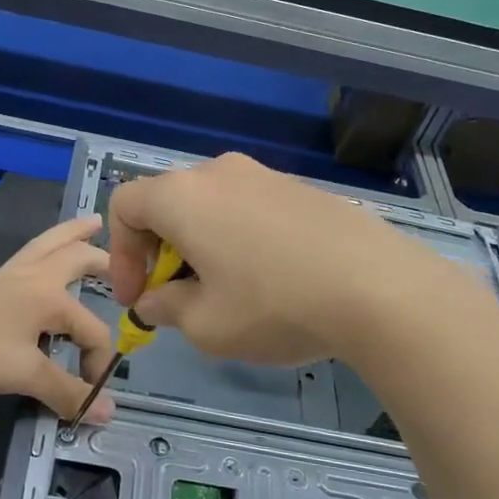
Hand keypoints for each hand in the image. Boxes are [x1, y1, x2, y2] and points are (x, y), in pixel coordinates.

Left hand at [0, 216, 116, 422]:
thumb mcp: (23, 373)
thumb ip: (66, 391)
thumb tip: (108, 413)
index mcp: (50, 298)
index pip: (92, 330)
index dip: (98, 364)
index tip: (89, 397)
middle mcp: (34, 279)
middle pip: (75, 258)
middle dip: (103, 260)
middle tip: (125, 262)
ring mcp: (7, 278)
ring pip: (48, 246)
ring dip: (73, 235)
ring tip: (91, 223)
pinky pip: (26, 258)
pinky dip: (44, 251)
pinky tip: (37, 264)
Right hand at [107, 153, 451, 366]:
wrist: (378, 286)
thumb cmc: (274, 305)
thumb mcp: (206, 325)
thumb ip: (167, 309)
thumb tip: (156, 300)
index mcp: (183, 196)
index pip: (125, 206)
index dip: (120, 254)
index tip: (139, 297)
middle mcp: (220, 172)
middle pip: (169, 203)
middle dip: (161, 251)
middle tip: (177, 297)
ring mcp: (266, 175)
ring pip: (212, 206)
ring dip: (201, 246)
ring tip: (225, 292)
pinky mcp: (302, 188)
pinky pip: (250, 208)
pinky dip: (239, 238)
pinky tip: (269, 279)